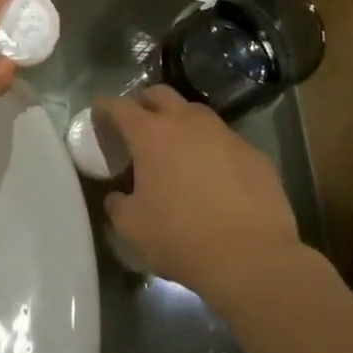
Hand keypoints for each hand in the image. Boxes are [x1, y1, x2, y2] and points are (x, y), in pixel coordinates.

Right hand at [95, 86, 304, 310]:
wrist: (252, 258)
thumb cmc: (181, 238)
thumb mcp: (132, 227)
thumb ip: (117, 204)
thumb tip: (117, 196)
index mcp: (151, 134)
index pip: (119, 106)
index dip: (105, 108)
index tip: (98, 114)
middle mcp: (188, 123)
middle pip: (160, 94)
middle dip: (144, 103)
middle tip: (136, 124)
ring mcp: (225, 134)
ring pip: (196, 113)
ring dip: (180, 123)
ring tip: (176, 148)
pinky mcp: (254, 153)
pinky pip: (225, 141)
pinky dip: (212, 149)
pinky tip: (213, 175)